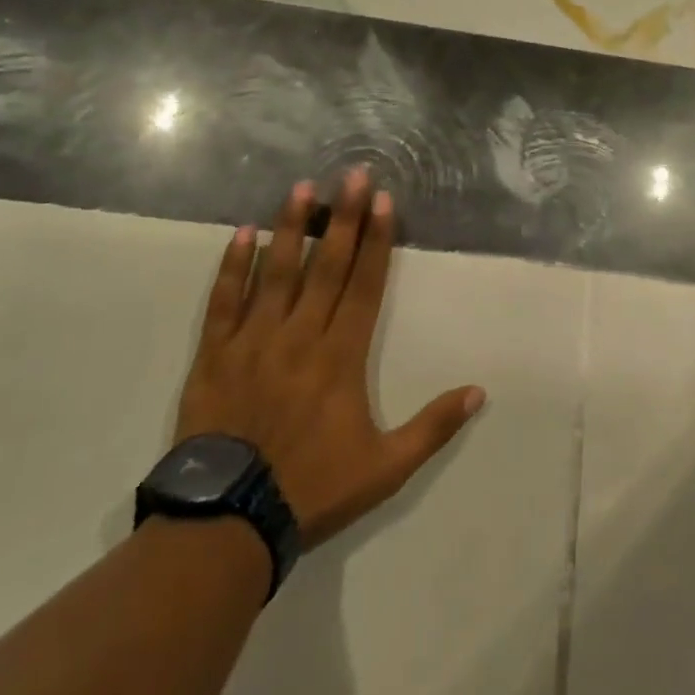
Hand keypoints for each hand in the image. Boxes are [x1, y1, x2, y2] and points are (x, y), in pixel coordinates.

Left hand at [174, 169, 485, 546]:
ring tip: (301, 187)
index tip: (383, 201)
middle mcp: (301, 336)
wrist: (228, 521)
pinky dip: (233, 266)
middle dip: (343, 217)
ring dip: (290, 227)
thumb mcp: (386, 467)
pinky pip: (224, 301)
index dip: (376, 240)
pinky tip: (242, 234)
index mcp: (341, 357)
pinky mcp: (215, 354)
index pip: (364, 285)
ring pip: (277, 272)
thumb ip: (433, 426)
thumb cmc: (312, 488)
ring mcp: (254, 341)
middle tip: (352, 173)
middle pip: (326, 266)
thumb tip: (480, 391)